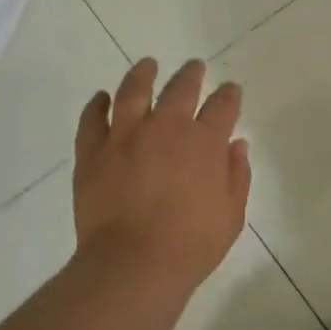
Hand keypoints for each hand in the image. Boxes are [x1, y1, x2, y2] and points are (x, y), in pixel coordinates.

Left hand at [73, 58, 251, 291]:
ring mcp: (125, 136)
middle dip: (191, 74)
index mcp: (205, 142)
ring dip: (142, 74)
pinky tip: (101, 98)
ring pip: (133, 92)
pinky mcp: (93, 152)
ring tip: (147, 64)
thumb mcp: (232, 215)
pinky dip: (97, 105)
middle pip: (181, 88)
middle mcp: (166, 128)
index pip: (223, 105)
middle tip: (195, 67)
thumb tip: (237, 145)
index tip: (231, 90)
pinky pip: (92, 120)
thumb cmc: (191, 245)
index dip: (229, 95)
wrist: (132, 265)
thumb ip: (237, 176)